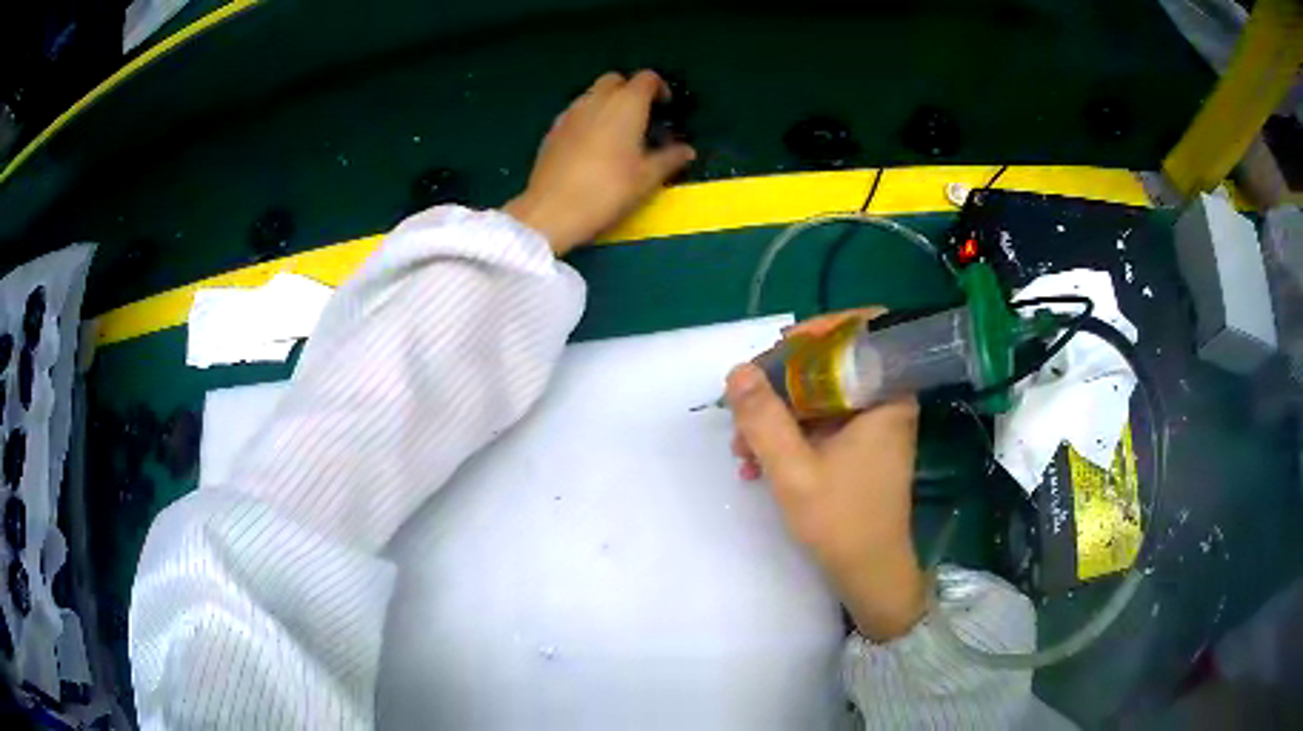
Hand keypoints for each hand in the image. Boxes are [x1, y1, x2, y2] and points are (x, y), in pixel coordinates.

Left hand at [504, 71, 695, 254]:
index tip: (666, 108)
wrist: (552, 210)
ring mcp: (570, 113)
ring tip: (617, 132)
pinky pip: (575, 113)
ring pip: (592, 95)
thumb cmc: (608, 190)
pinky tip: (592, 146)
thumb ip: (670, 159)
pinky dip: (588, 119)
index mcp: (626, 104)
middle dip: (630, 91)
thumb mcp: (647, 178)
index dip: (659, 88)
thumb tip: (687, 150)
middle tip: (641, 117)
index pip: (646, 79)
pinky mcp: (552, 130)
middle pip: (615, 80)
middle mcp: (596, 100)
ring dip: (607, 104)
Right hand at [725, 310, 925, 641]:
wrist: (869, 574)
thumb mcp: (793, 471)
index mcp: (886, 396)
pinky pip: (822, 422)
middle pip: (833, 364)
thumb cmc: (842, 523)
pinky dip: (791, 435)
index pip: (864, 330)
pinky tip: (757, 462)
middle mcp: (885, 401)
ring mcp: (872, 425)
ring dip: (778, 415)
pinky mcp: (860, 446)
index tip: (779, 350)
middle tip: (744, 409)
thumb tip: (737, 372)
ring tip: (742, 449)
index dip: (821, 330)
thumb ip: (764, 419)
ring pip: (821, 396)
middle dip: (782, 384)